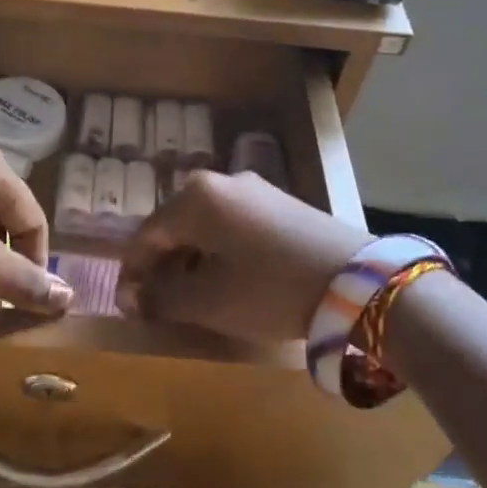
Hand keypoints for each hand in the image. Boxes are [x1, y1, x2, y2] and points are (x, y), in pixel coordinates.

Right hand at [117, 171, 370, 342]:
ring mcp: (255, 190)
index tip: (128, 306)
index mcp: (195, 197)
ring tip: (193, 296)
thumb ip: (162, 298)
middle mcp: (221, 181)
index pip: (146, 235)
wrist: (358, 284)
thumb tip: (132, 298)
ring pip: (205, 226)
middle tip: (158, 303)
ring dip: (191, 260)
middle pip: (175, 226)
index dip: (132, 273)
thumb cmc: (269, 289)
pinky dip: (220, 252)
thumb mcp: (208, 301)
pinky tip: (228, 279)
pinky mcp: (281, 203)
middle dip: (162, 266)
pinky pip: (233, 226)